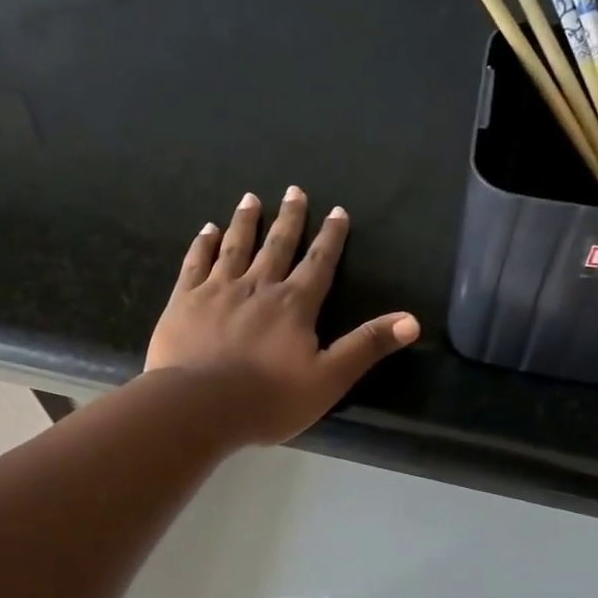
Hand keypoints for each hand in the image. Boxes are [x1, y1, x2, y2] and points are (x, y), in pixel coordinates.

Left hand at [146, 188, 418, 444]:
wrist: (198, 406)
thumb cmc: (268, 399)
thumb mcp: (329, 378)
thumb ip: (367, 346)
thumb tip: (412, 320)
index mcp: (294, 305)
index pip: (319, 263)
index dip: (331, 238)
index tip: (337, 212)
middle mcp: (258, 286)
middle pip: (278, 245)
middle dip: (290, 218)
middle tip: (294, 191)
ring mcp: (218, 290)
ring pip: (236, 246)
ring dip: (246, 221)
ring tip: (251, 198)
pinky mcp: (185, 301)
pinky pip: (196, 263)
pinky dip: (203, 244)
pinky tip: (207, 230)